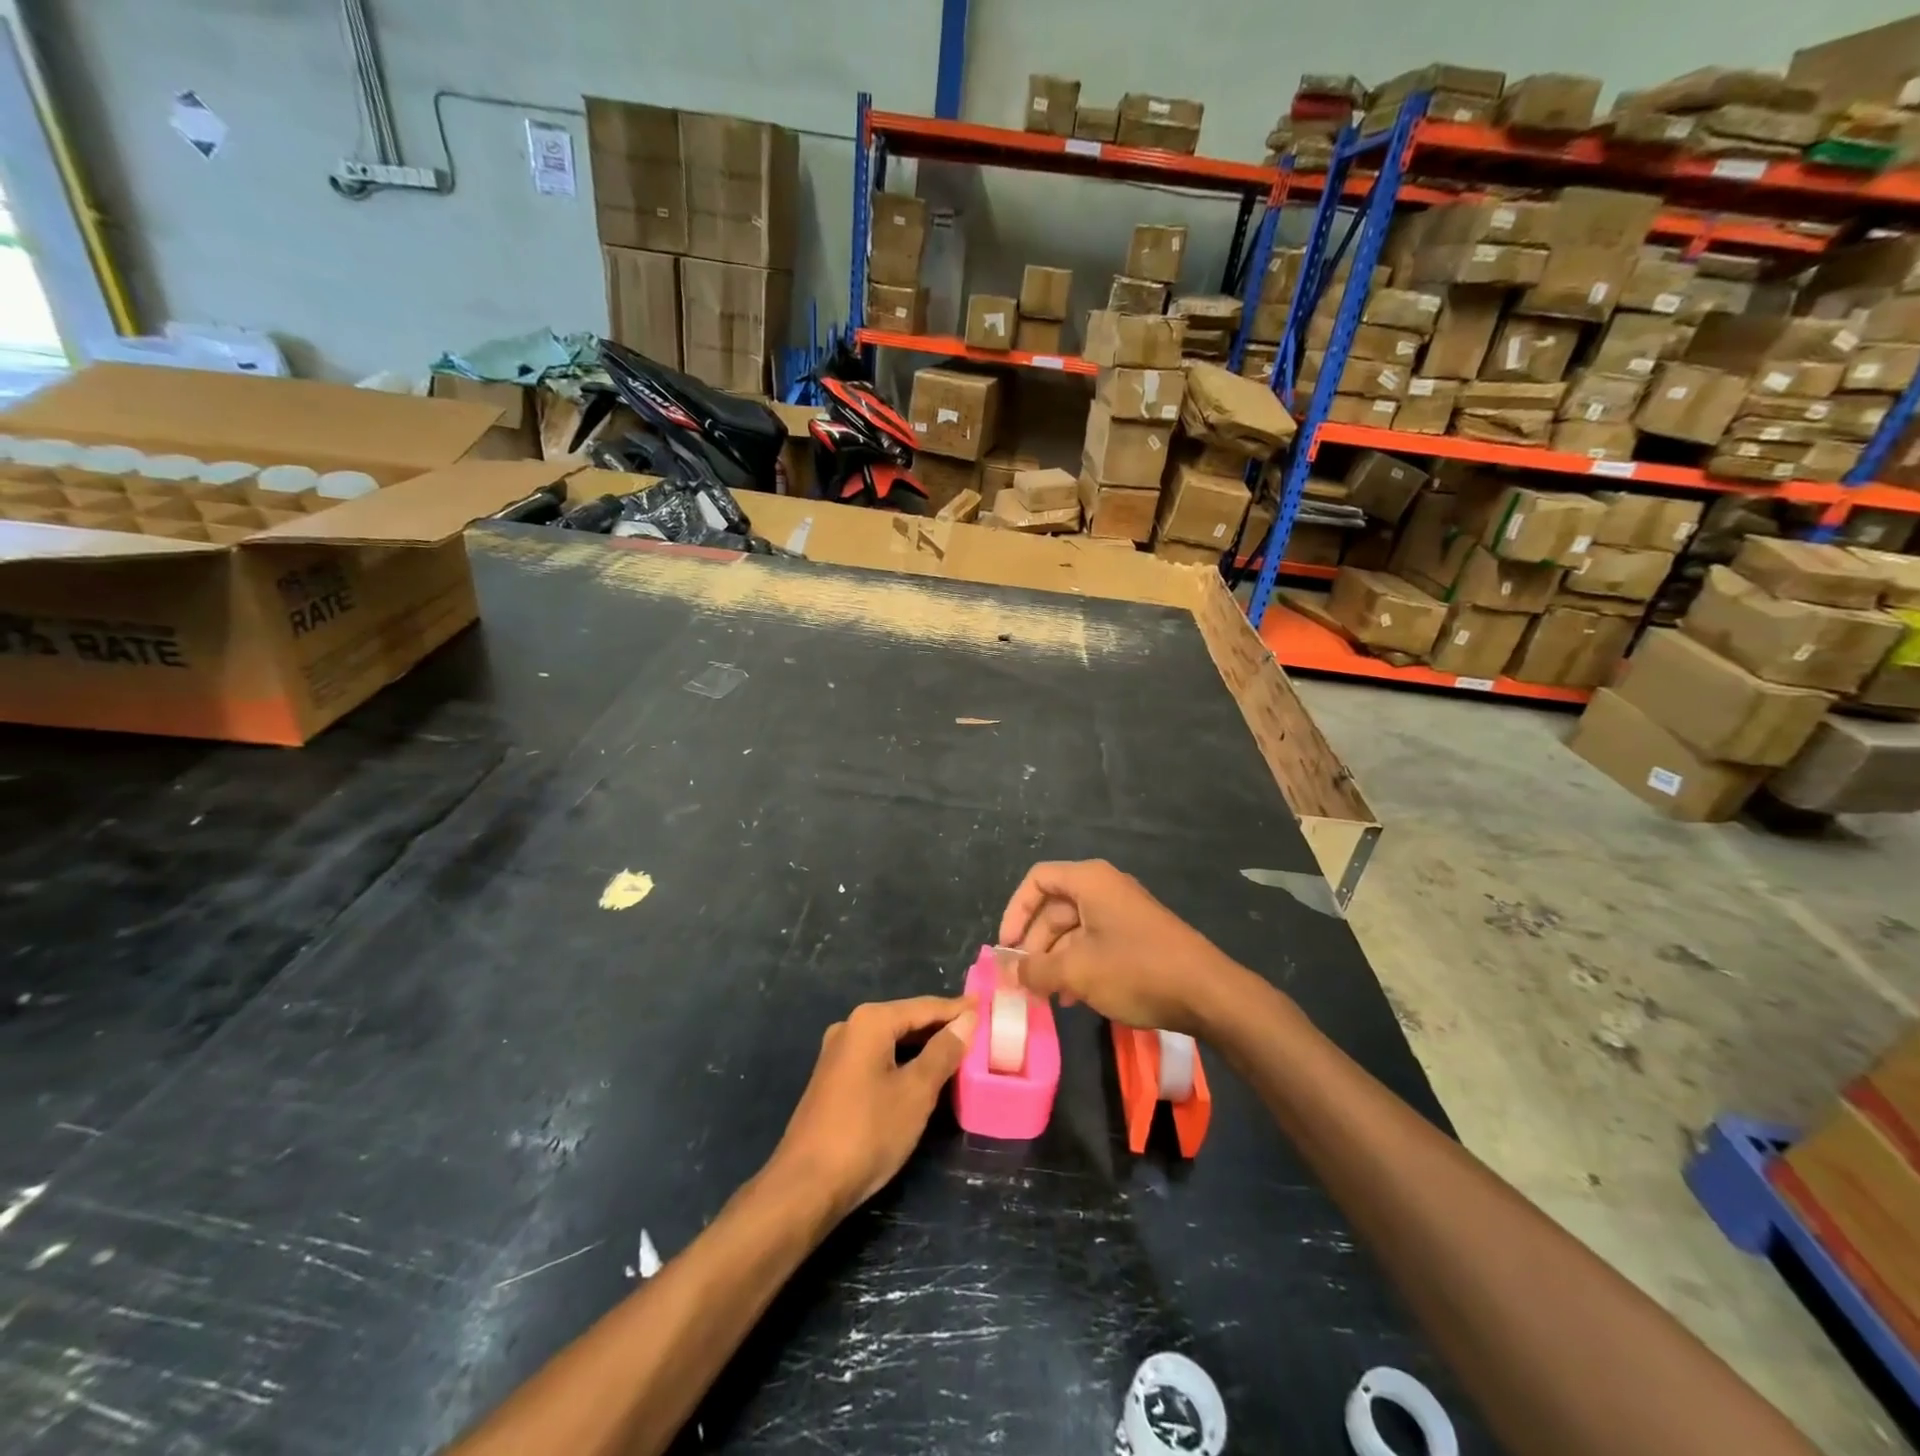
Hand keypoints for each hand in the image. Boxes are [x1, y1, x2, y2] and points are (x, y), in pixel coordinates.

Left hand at [769, 996, 975, 1221]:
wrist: (806, 1185)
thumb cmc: (868, 1132)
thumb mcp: (916, 1091)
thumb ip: (943, 1052)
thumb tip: (967, 1020)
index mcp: (870, 1021)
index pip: (924, 1007)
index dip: (957, 1009)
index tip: (987, 1007)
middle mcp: (851, 1027)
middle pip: (906, 1019)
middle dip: (941, 1026)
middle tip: (979, 1031)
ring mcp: (838, 1053)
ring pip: (892, 1040)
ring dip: (923, 1046)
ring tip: (958, 1052)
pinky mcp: (834, 1079)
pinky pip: (878, 1058)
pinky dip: (903, 1061)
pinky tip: (923, 1075)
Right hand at [998, 860, 1240, 1035]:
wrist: (1207, 993)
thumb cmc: (1136, 970)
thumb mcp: (1077, 971)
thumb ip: (1036, 969)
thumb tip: (1010, 972)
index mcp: (1090, 881)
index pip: (1038, 880)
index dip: (1015, 911)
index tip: (1006, 947)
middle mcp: (1106, 888)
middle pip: (1054, 907)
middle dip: (1034, 944)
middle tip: (1023, 980)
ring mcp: (1124, 913)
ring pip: (1074, 930)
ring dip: (1054, 960)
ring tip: (1045, 996)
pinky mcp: (1138, 937)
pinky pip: (1095, 943)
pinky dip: (1078, 965)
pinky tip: (1073, 998)